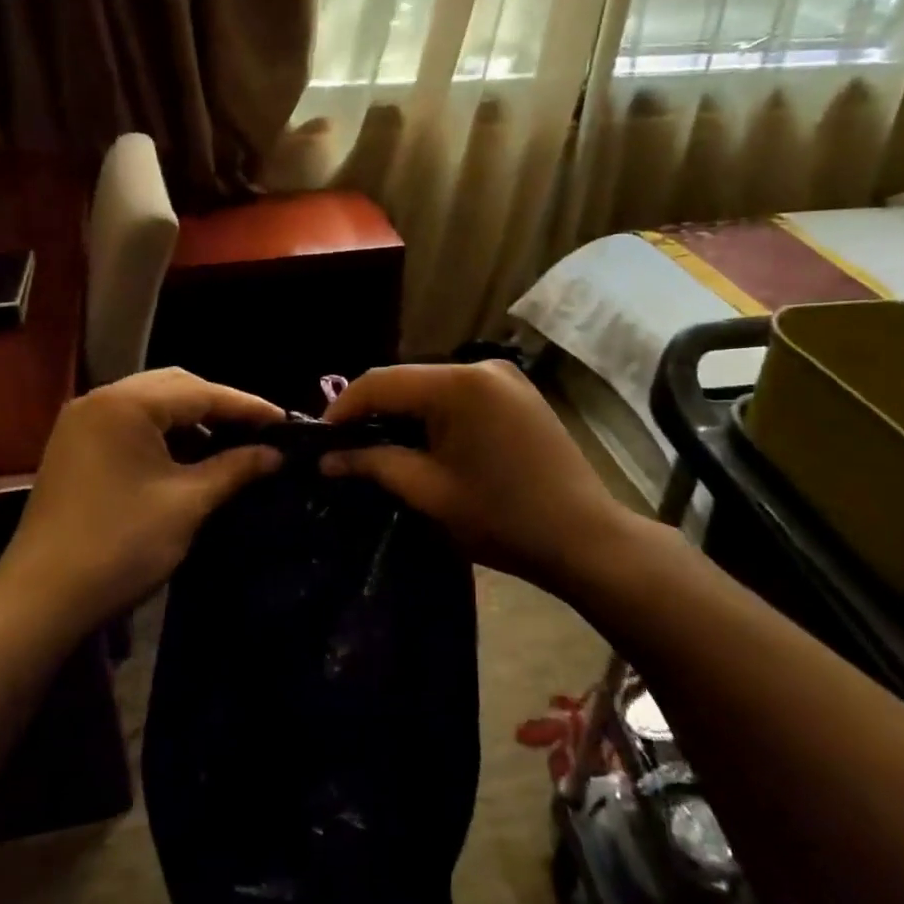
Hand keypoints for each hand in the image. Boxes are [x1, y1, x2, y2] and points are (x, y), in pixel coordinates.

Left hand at [0, 368, 283, 634]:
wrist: (41, 600)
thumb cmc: (121, 545)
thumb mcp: (188, 503)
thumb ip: (236, 468)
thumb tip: (276, 454)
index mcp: (125, 403)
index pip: (201, 391)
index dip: (247, 407)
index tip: (285, 422)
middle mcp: (99, 399)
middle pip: (174, 387)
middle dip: (219, 406)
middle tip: (259, 432)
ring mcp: (82, 422)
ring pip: (151, 404)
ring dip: (191, 420)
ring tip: (230, 445)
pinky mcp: (74, 447)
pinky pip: (130, 424)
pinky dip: (163, 435)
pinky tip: (188, 458)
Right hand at [320, 360, 631, 589]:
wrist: (584, 537)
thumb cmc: (502, 519)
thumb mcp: (428, 492)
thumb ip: (373, 464)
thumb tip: (327, 459)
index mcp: (458, 384)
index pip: (380, 382)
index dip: (342, 408)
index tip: (319, 440)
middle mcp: (481, 366)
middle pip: (406, 380)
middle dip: (371, 410)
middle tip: (344, 447)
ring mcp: (503, 377)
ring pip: (432, 386)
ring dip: (402, 412)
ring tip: (376, 446)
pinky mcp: (517, 393)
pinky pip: (459, 394)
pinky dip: (433, 413)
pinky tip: (421, 441)